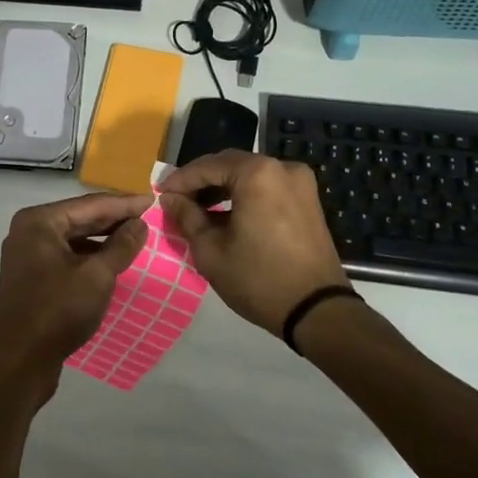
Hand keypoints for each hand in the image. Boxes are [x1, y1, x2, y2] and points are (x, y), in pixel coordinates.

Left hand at [0, 192, 151, 404]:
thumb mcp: (97, 276)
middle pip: (79, 218)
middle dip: (114, 218)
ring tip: (136, 237)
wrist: (20, 363)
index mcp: (39, 221)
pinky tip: (112, 261)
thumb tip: (140, 223)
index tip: (153, 200)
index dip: (124, 203)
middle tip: (148, 216)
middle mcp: (29, 230)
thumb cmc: (58, 312)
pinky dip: (89, 255)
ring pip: (73, 237)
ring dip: (103, 238)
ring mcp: (27, 253)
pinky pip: (66, 255)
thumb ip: (120, 246)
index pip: (90, 204)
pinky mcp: (31, 276)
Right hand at [158, 151, 350, 334]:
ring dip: (222, 188)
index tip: (160, 194)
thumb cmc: (258, 279)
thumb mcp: (211, 250)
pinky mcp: (308, 199)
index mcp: (257, 173)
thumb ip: (187, 217)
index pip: (207, 166)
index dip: (180, 180)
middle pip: (230, 165)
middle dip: (201, 181)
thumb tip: (170, 199)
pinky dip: (244, 195)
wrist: (318, 311)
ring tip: (198, 210)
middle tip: (177, 200)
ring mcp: (300, 182)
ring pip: (249, 175)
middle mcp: (281, 167)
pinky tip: (227, 215)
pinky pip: (267, 187)